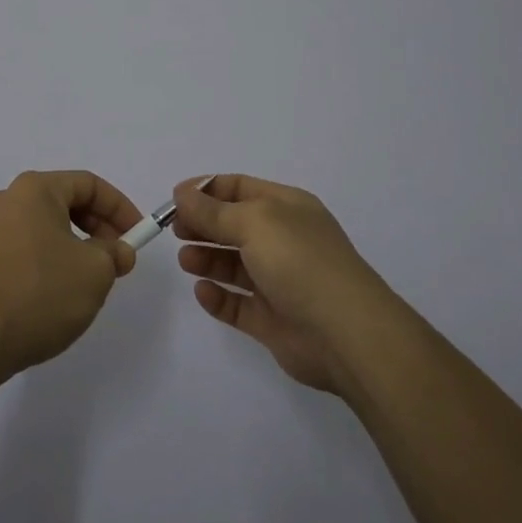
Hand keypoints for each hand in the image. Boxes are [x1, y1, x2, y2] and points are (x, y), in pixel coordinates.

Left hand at [0, 170, 143, 381]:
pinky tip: (60, 293)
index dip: (120, 207)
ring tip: (91, 280)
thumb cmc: (40, 292)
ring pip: (48, 227)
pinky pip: (28, 247)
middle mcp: (9, 199)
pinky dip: (52, 260)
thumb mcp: (95, 272)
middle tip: (118, 259)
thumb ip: (114, 254)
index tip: (138, 236)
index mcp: (35, 189)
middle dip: (99, 227)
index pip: (89, 184)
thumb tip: (118, 251)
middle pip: (66, 202)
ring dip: (77, 246)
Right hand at [171, 175, 397, 395]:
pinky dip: (218, 297)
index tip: (174, 198)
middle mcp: (283, 239)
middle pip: (233, 225)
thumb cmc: (300, 262)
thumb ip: (212, 211)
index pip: (240, 188)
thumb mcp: (253, 222)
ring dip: (207, 258)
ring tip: (185, 260)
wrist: (346, 334)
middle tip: (174, 231)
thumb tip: (182, 193)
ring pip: (233, 264)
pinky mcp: (272, 320)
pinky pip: (237, 304)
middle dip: (202, 224)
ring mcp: (279, 281)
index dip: (206, 190)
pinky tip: (202, 291)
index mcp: (286, 207)